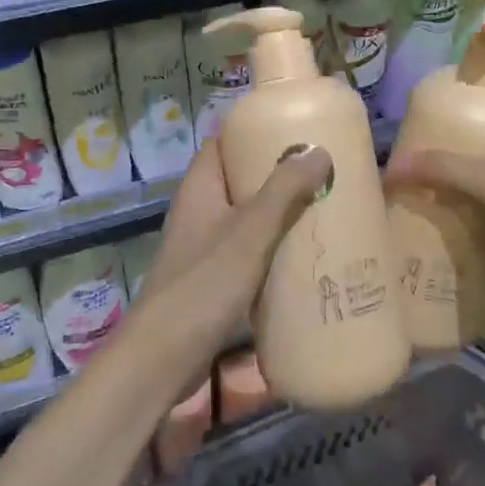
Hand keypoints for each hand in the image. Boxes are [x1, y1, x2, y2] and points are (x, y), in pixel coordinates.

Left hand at [136, 138, 332, 349]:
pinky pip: (246, 251)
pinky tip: (301, 256)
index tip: (292, 128)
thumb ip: (283, 190)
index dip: (252, 131)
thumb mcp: (250, 231)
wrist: (164, 357)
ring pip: (245, 217)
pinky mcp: (211, 280)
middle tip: (320, 170)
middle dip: (275, 174)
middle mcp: (198, 211)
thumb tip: (317, 151)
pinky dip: (271, 247)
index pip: (222, 143)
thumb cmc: (205, 283)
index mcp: (199, 188)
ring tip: (320, 207)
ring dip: (277, 213)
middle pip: (237, 179)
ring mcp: (202, 247)